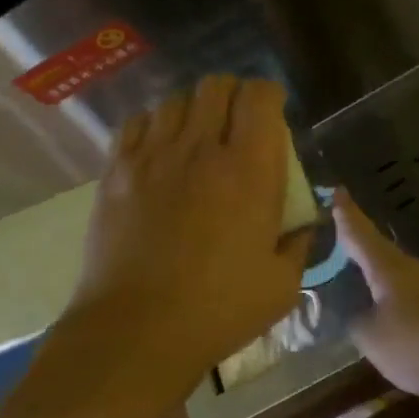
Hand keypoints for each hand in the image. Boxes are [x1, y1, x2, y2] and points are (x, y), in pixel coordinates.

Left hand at [68, 76, 308, 395]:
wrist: (136, 331)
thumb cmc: (217, 310)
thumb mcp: (281, 286)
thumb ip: (298, 245)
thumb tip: (301, 225)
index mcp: (248, 169)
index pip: (260, 96)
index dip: (269, 95)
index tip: (273, 112)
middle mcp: (201, 148)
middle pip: (215, 86)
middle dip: (232, 95)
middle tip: (236, 123)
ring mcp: (153, 156)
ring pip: (174, 100)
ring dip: (192, 110)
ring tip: (194, 136)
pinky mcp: (116, 171)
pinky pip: (135, 123)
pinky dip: (152, 126)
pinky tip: (157, 150)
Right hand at [336, 190, 418, 405]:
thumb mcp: (373, 338)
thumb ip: (356, 322)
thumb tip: (351, 312)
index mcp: (386, 267)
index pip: (359, 233)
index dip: (346, 214)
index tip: (337, 190)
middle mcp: (410, 269)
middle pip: (378, 252)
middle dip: (358, 248)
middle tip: (337, 242)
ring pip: (397, 277)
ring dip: (377, 278)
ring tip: (357, 285)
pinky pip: (412, 299)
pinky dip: (396, 302)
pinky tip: (390, 320)